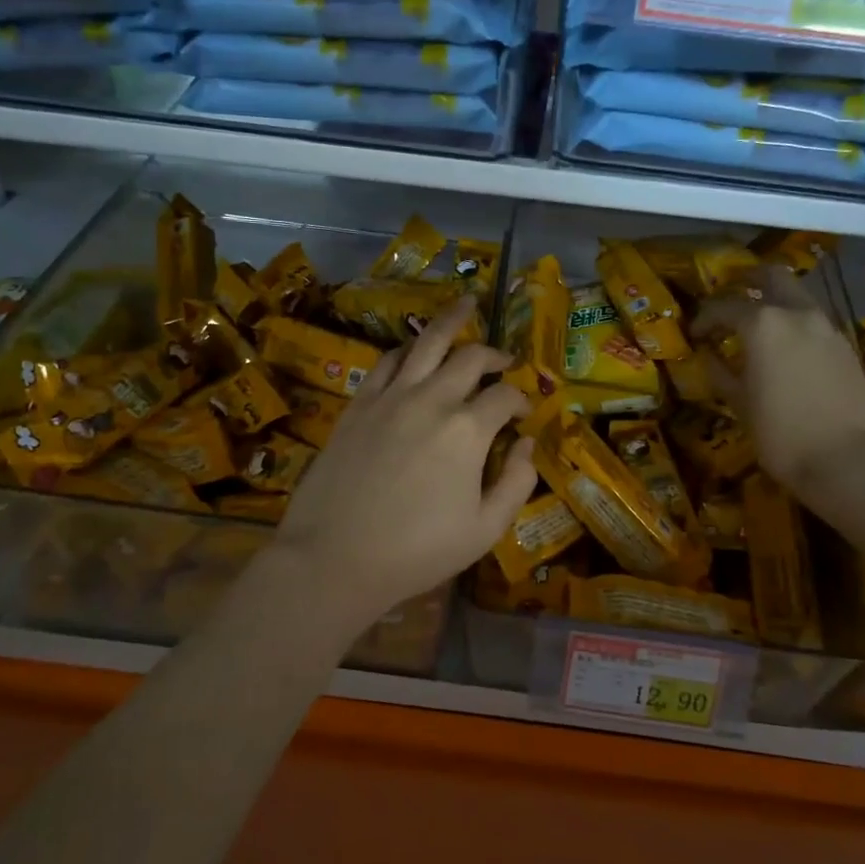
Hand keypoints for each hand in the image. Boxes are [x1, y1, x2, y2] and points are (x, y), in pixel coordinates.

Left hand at [272, 293, 536, 635]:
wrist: (335, 558)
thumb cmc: (417, 551)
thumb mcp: (484, 530)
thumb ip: (516, 483)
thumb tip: (529, 445)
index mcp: (468, 429)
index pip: (505, 395)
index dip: (521, 399)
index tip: (523, 413)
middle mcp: (431, 399)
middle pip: (470, 357)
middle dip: (494, 354)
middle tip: (504, 360)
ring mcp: (390, 396)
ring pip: (425, 342)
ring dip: (451, 321)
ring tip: (465, 305)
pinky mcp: (359, 404)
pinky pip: (387, 361)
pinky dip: (407, 349)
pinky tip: (413, 349)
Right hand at [692, 267, 864, 493]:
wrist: (849, 459)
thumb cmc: (781, 432)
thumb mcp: (740, 404)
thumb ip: (721, 372)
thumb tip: (709, 356)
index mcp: (762, 323)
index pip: (724, 307)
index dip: (704, 318)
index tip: (694, 333)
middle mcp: (796, 314)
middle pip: (772, 277)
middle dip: (748, 281)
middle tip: (731, 296)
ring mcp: (827, 327)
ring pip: (798, 297)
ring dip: (776, 302)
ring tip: (758, 327)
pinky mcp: (846, 346)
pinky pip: (814, 321)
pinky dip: (796, 324)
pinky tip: (786, 350)